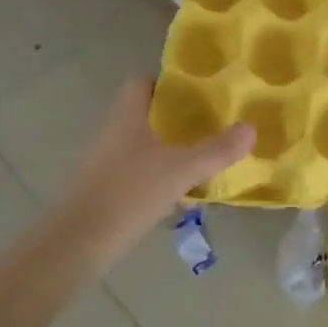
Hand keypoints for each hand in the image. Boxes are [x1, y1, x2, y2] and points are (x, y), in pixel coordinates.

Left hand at [58, 76, 254, 261]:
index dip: (167, 82)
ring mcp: (105, 163)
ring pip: (142, 144)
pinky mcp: (104, 190)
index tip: (198, 91)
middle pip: (145, 113)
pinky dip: (158, 175)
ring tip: (202, 156)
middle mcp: (112, 133)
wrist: (76, 244)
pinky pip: (137, 172)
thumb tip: (251, 128)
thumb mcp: (181, 170)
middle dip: (176, 117)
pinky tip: (181, 192)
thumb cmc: (128, 194)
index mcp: (127, 116)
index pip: (141, 82)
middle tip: (210, 123)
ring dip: (169, 148)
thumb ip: (217, 150)